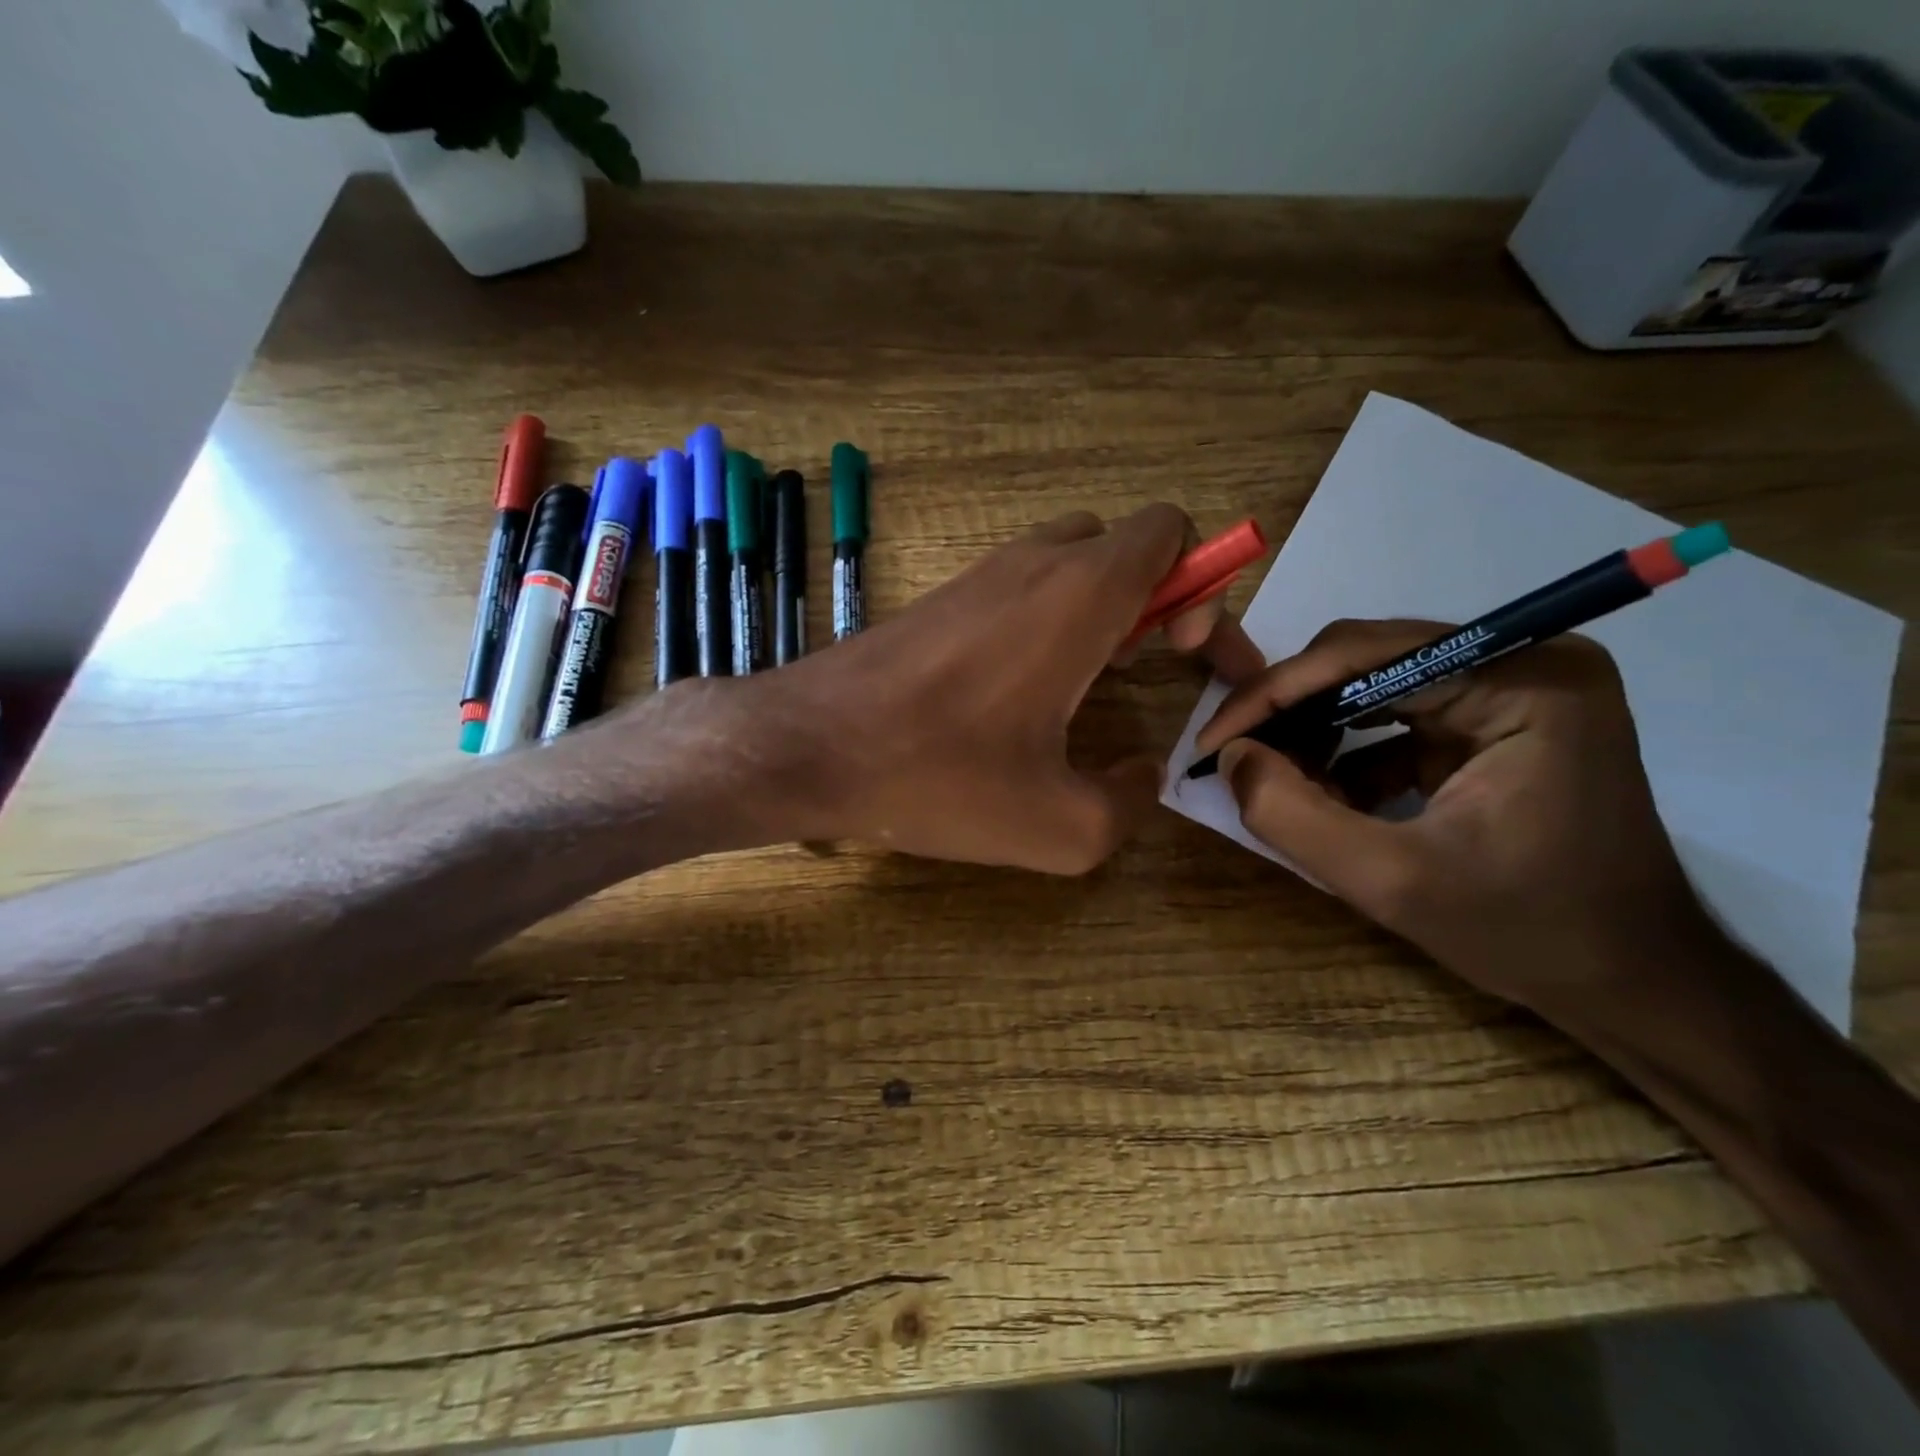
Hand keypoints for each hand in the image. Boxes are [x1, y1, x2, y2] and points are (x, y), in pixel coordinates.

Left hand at [762, 505, 1260, 873]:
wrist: (807, 746)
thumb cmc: (937, 777)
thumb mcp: (1059, 827)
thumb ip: (1130, 803)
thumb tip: (1143, 773)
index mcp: (1079, 595)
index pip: (1169, 530)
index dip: (1203, 585)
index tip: (1189, 654)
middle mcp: (1033, 564)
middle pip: (1125, 544)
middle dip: (1160, 597)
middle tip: (1152, 667)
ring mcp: (980, 574)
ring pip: (1072, 561)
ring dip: (1105, 607)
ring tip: (1094, 683)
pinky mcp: (942, 598)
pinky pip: (1022, 586)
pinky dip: (1051, 617)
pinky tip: (1027, 689)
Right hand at [1195, 620, 1715, 1021]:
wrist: (1632, 983)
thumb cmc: (1529, 932)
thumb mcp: (1392, 882)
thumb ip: (1292, 816)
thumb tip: (1229, 757)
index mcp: (1523, 678)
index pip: (1365, 653)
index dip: (1273, 694)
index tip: (1211, 742)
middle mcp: (1523, 659)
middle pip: (1365, 660)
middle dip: (1291, 714)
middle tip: (1235, 761)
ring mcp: (1512, 688)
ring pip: (1371, 686)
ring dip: (1314, 734)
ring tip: (1277, 784)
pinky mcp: (1495, 721)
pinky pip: (1394, 716)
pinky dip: (1347, 755)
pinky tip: (1325, 798)